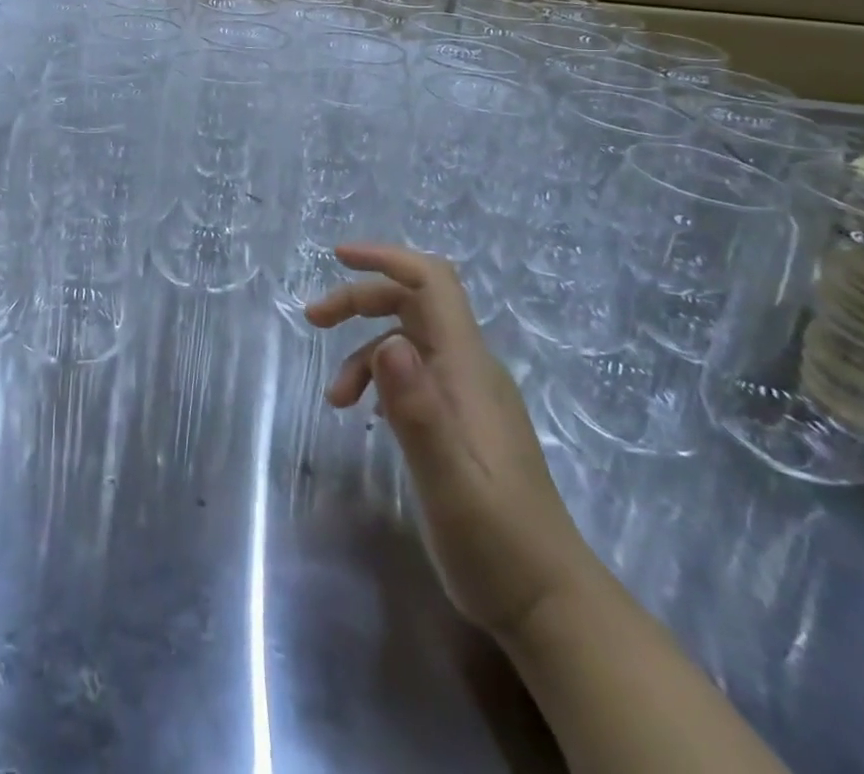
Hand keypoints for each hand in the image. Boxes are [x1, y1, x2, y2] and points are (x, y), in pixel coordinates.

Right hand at [306, 243, 597, 641]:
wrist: (550, 607)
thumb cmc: (497, 543)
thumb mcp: (448, 481)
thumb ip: (418, 411)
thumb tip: (387, 341)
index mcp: (468, 369)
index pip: (431, 283)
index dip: (386, 258)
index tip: (337, 256)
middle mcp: (470, 370)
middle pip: (413, 302)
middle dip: (360, 300)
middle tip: (313, 320)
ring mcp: (469, 396)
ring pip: (408, 338)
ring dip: (363, 350)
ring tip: (334, 398)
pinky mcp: (462, 422)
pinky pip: (414, 373)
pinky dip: (380, 377)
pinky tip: (365, 412)